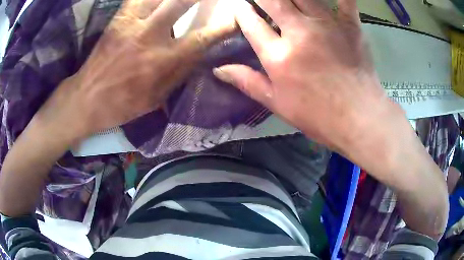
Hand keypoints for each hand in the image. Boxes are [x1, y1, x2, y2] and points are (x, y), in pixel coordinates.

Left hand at [36, 0, 234, 140]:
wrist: (86, 98)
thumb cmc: (121, 104)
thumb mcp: (155, 98)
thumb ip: (179, 73)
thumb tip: (200, 54)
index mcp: (161, 61)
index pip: (201, 39)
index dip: (223, 28)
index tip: (237, 19)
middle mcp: (149, 36)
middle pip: (181, 2)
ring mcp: (131, 23)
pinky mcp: (118, 19)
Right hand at [215, 0, 447, 238]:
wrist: (360, 118)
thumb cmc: (318, 116)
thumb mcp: (277, 104)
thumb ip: (247, 82)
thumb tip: (218, 70)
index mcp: (278, 56)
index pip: (251, 23)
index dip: (242, 11)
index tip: (239, 6)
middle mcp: (299, 33)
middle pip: (273, 1)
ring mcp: (327, 26)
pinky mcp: (350, 26)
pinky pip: (344, 1)